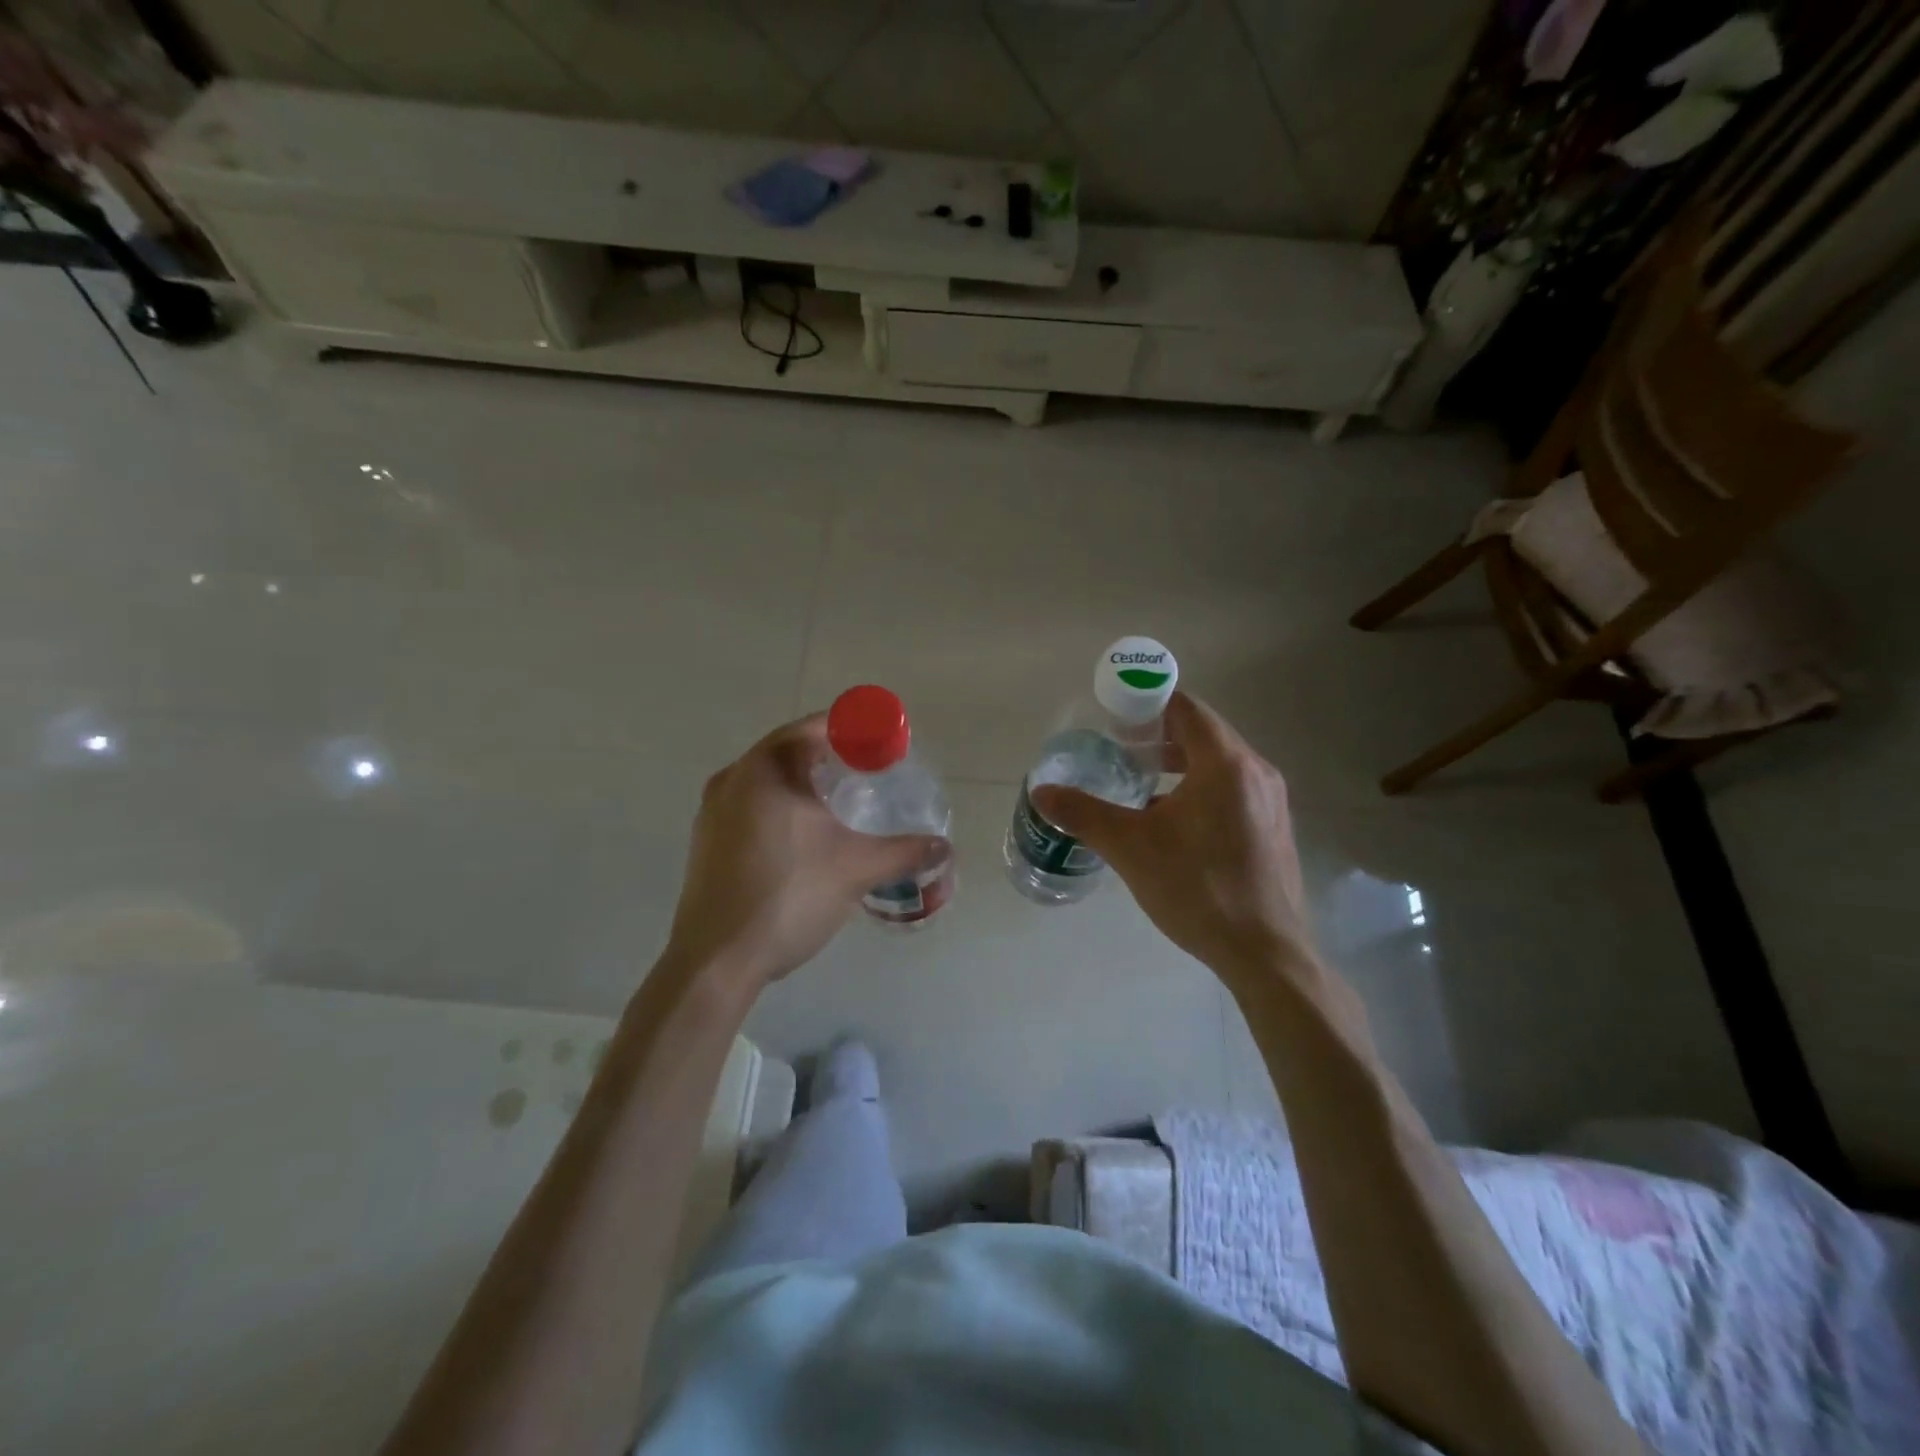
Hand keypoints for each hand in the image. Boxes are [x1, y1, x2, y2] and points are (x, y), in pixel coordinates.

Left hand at [665, 713, 945, 988]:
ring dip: (803, 783)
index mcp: (766, 769)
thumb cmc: (788, 896)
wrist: (717, 960)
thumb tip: (943, 846)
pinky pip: (751, 805)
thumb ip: (904, 851)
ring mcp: (712, 810)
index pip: (814, 727)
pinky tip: (804, 838)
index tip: (881, 747)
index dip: (852, 731)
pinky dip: (781, 807)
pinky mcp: (706, 841)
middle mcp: (733, 778)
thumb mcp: (856, 869)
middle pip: (789, 750)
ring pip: (767, 780)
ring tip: (840, 805)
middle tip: (867, 774)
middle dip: (829, 757)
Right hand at [1031, 693, 1310, 988]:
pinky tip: (1173, 822)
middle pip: (1204, 733)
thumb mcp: (1131, 847)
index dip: (1148, 704)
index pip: (1186, 708)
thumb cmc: (1197, 888)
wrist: (1265, 953)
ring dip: (1180, 764)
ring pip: (1219, 764)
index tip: (1115, 717)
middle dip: (1160, 735)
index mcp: (1225, 763)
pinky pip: (1233, 790)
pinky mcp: (1273, 828)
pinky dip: (1201, 788)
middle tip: (1121, 749)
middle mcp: (1256, 772)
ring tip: (1142, 783)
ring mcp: (1271, 801)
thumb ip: (1084, 813)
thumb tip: (1041, 792)